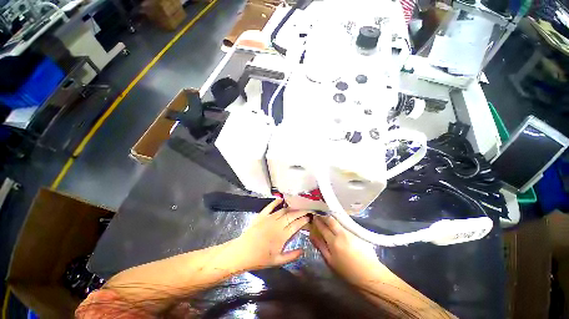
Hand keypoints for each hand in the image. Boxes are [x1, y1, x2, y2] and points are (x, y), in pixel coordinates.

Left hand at [233, 198, 311, 270]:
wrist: (242, 253)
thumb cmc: (260, 259)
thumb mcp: (277, 261)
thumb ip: (292, 256)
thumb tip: (303, 250)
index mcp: (282, 236)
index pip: (297, 225)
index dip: (304, 220)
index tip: (309, 217)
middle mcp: (277, 224)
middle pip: (292, 215)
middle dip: (301, 212)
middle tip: (307, 210)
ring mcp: (269, 218)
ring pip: (283, 210)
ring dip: (291, 208)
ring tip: (297, 207)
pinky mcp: (262, 215)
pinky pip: (270, 206)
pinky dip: (276, 202)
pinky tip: (281, 199)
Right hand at [310, 215, 385, 285]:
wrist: (370, 275)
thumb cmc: (347, 272)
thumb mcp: (330, 261)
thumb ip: (320, 246)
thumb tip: (312, 235)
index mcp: (333, 241)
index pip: (323, 227)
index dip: (317, 221)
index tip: (313, 217)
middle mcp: (342, 234)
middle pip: (331, 220)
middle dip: (324, 217)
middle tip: (320, 216)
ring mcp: (350, 233)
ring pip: (338, 222)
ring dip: (331, 220)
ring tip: (327, 222)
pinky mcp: (357, 234)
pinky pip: (344, 226)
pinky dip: (339, 225)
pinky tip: (338, 228)